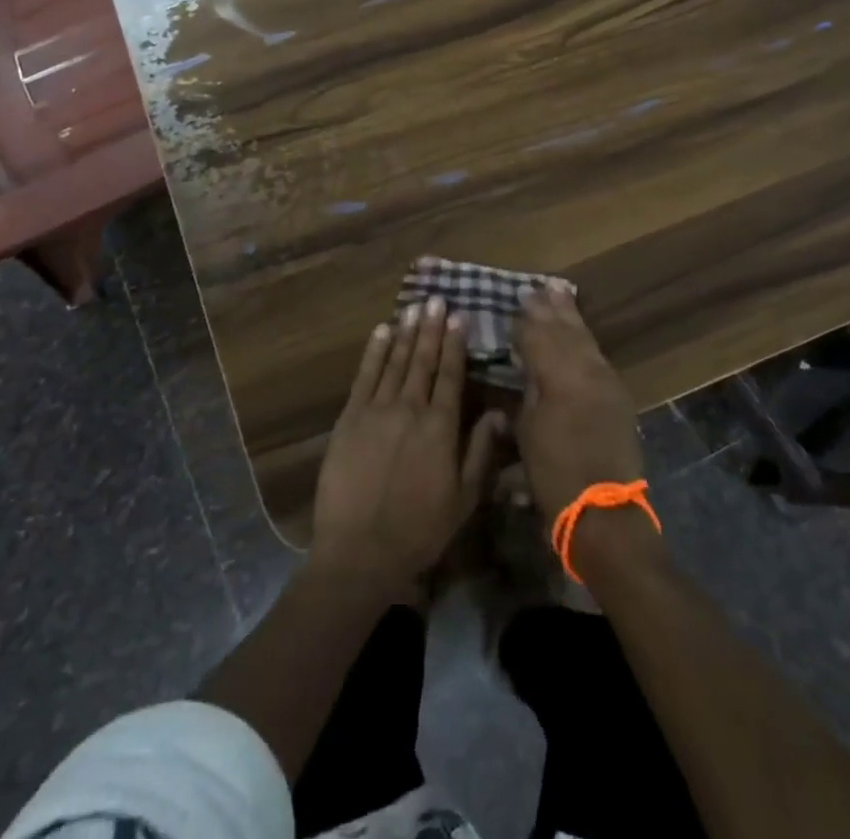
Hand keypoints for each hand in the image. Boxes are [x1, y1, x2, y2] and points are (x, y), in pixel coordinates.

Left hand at [312, 298, 505, 589]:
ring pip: (395, 361)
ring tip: (413, 307)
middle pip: (423, 360)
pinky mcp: (350, 417)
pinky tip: (381, 331)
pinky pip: (364, 375)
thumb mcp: (464, 498)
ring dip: (406, 333)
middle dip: (431, 328)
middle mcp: (410, 408)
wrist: (360, 549)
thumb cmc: (419, 529)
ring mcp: (376, 409)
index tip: (458, 316)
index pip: (451, 375)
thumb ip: (480, 451)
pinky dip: (374, 351)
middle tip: (436, 300)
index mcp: (440, 427)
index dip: (455, 344)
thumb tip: (500, 414)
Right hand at [513, 281, 644, 523]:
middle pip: (565, 330)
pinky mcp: (618, 396)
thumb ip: (528, 391)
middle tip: (538, 287)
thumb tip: (527, 367)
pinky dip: (585, 339)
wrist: (604, 512)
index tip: (516, 301)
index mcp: (558, 376)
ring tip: (560, 293)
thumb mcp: (527, 431)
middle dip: (550, 308)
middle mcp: (586, 370)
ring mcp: (606, 381)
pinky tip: (580, 333)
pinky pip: (597, 355)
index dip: (526, 320)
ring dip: (571, 317)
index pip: (538, 336)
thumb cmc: (554, 474)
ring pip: (585, 339)